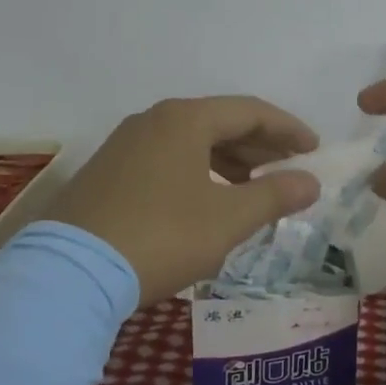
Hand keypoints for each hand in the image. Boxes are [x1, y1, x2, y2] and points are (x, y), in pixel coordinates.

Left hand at [44, 97, 321, 305]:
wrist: (71, 272)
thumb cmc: (162, 236)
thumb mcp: (227, 219)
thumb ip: (274, 196)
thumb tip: (310, 181)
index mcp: (184, 119)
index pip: (250, 111)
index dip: (288, 129)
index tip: (314, 151)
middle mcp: (153, 120)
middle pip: (220, 123)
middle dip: (260, 147)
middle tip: (290, 172)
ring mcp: (125, 145)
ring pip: (191, 143)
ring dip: (230, 162)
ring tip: (255, 190)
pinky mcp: (108, 172)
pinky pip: (167, 160)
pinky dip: (198, 173)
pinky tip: (208, 202)